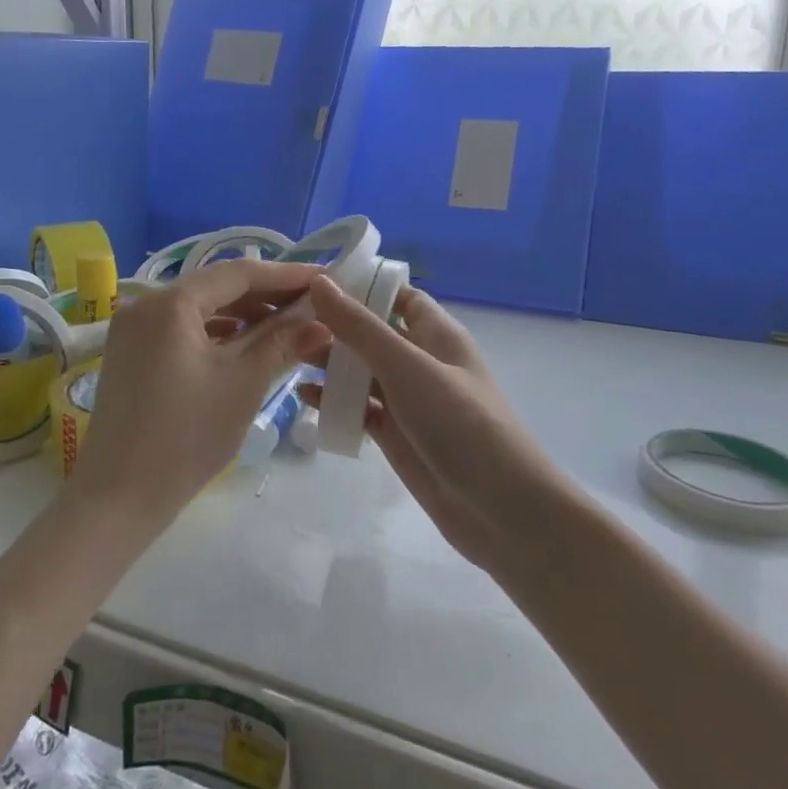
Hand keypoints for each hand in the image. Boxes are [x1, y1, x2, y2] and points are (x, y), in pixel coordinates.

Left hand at [69, 259, 327, 531]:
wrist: (119, 498)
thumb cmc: (187, 436)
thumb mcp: (243, 383)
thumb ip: (281, 341)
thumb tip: (320, 320)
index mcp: (170, 303)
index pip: (238, 273)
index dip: (285, 275)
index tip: (325, 278)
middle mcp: (145, 304)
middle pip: (216, 287)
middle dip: (266, 295)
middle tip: (312, 304)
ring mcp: (133, 330)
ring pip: (200, 309)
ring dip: (243, 315)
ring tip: (289, 325)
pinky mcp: (131, 355)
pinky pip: (182, 330)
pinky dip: (217, 334)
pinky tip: (247, 344)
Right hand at [301, 275, 569, 575]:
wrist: (501, 509)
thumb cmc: (460, 422)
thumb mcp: (407, 366)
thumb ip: (360, 327)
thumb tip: (320, 281)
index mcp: (436, 333)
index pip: (396, 295)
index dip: (360, 285)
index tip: (313, 279)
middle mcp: (421, 361)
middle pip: (372, 333)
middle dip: (335, 326)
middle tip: (286, 320)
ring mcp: (408, 400)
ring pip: (362, 372)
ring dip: (330, 363)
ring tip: (288, 355)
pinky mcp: (397, 435)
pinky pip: (360, 409)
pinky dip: (336, 402)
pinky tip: (305, 398)